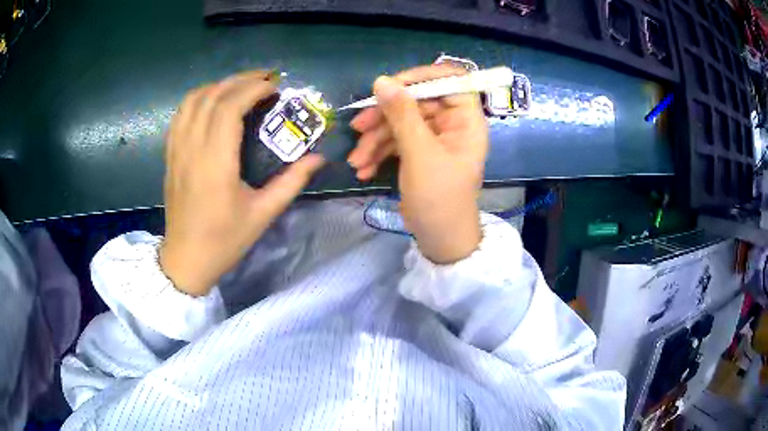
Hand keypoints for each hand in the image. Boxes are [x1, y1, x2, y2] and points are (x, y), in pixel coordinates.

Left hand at [160, 71, 324, 295]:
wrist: (186, 259)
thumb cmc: (224, 240)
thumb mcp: (263, 214)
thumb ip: (292, 182)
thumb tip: (318, 158)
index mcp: (215, 164)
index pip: (229, 107)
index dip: (253, 89)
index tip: (275, 88)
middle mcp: (192, 149)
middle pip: (212, 96)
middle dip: (240, 80)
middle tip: (265, 79)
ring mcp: (177, 150)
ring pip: (193, 101)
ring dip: (218, 85)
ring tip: (240, 87)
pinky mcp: (170, 155)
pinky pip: (180, 114)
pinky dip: (199, 99)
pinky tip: (213, 102)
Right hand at [348, 65, 488, 263]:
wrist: (439, 239)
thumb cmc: (439, 198)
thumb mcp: (420, 154)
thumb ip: (401, 115)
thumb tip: (381, 80)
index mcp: (465, 120)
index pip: (449, 80)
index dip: (420, 77)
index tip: (389, 85)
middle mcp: (451, 124)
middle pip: (416, 102)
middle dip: (384, 116)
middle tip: (358, 127)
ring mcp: (433, 138)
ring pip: (400, 122)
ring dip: (374, 139)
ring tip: (355, 161)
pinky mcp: (418, 152)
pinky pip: (396, 141)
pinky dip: (378, 152)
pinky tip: (362, 169)